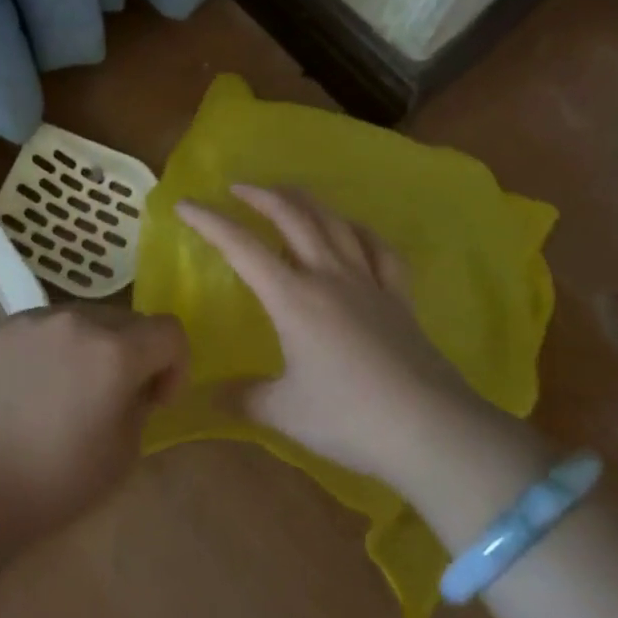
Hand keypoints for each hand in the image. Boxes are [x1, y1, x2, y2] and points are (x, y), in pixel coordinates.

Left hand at [0, 304, 187, 540]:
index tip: (156, 399)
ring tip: (63, 391)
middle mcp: (76, 320)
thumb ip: (140, 406)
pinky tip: (24, 391)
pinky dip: (46, 351)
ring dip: (87, 347)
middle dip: (131, 353)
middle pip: (125, 319)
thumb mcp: (122, 455)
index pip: (169, 331)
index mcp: (115, 351)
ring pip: (79, 320)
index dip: (175, 365)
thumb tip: (134, 386)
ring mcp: (30, 320)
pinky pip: (37, 329)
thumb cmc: (53, 483)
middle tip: (112, 396)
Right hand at [176, 185, 531, 495]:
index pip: (242, 247)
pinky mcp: (398, 296)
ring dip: (305, 201)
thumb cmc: (350, 418)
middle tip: (238, 188)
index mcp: (293, 298)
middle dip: (260, 196)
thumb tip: (207, 397)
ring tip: (287, 194)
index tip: (185, 204)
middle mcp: (328, 276)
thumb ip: (243, 398)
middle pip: (292, 217)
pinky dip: (359, 231)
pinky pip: (378, 248)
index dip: (210, 221)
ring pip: (333, 222)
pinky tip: (352, 230)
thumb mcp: (285, 413)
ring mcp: (368, 282)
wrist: (432, 429)